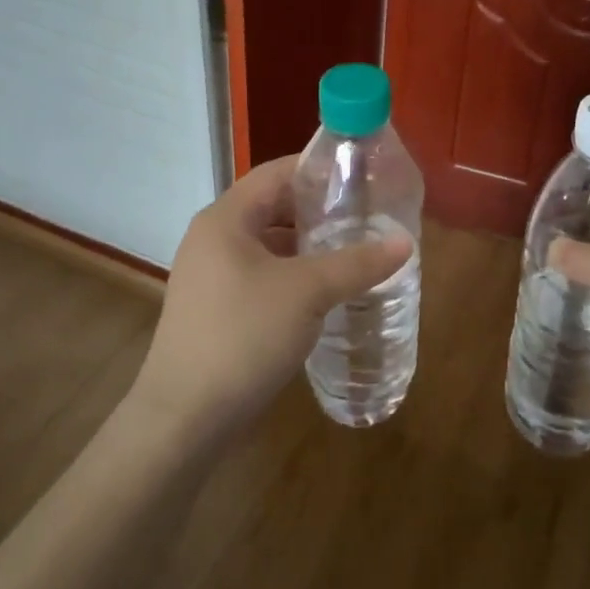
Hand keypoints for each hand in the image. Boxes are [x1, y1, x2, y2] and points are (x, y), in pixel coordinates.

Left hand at [128, 155, 411, 449]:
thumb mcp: (307, 293)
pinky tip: (327, 290)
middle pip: (273, 207)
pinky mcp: (217, 308)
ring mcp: (212, 276)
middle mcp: (214, 238)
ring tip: (356, 249)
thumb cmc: (243, 337)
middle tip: (366, 214)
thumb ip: (357, 263)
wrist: (184, 419)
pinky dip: (295, 274)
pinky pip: (263, 275)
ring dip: (309, 245)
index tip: (361, 176)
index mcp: (226, 219)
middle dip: (320, 210)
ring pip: (270, 245)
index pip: (276, 172)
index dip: (318, 169)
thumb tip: (405, 243)